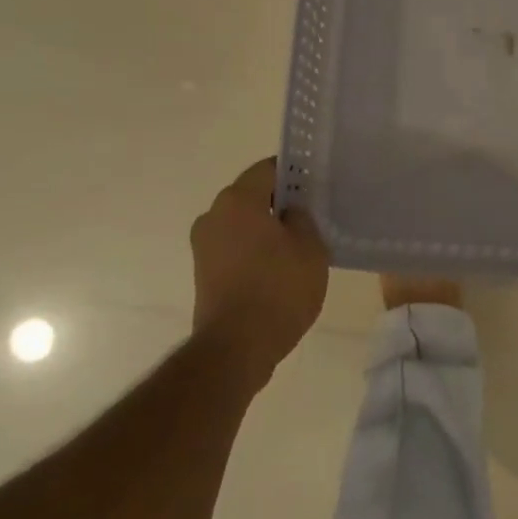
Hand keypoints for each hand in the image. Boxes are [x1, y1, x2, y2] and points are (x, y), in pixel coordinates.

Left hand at [189, 158, 329, 390]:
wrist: (235, 348)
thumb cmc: (278, 289)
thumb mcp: (310, 248)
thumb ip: (302, 219)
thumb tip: (290, 212)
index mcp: (238, 200)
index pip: (267, 169)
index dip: (293, 174)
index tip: (314, 187)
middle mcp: (213, 215)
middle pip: (252, 196)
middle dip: (280, 203)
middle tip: (311, 217)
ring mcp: (203, 246)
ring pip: (242, 224)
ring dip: (266, 230)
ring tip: (297, 248)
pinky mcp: (203, 273)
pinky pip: (234, 248)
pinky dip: (254, 252)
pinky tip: (278, 270)